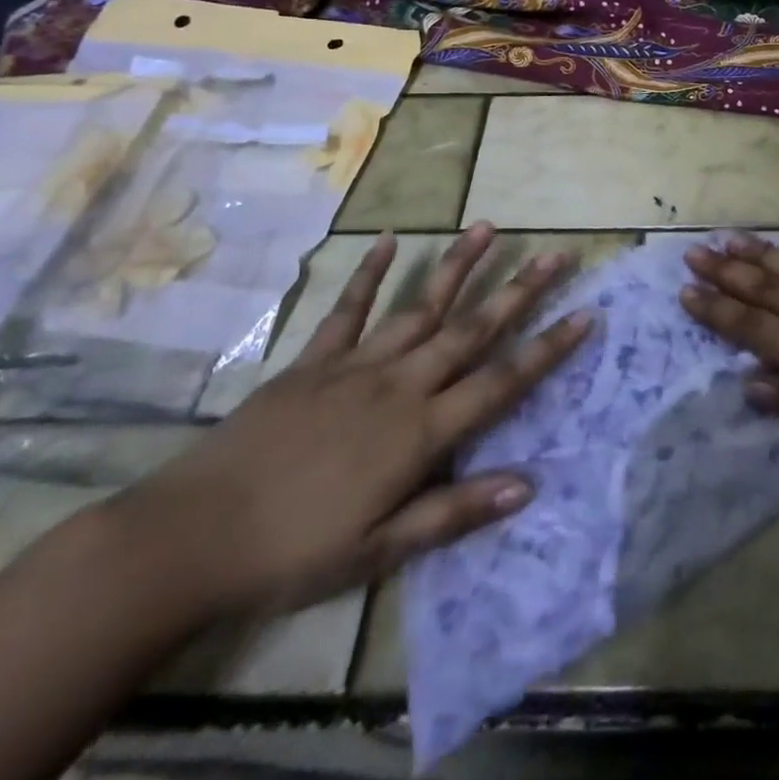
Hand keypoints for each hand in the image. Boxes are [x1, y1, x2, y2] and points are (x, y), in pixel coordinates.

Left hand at [113, 223, 592, 616]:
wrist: (192, 537)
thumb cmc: (294, 551)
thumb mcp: (381, 549)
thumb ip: (455, 511)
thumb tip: (528, 484)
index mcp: (421, 431)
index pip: (501, 382)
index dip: (548, 349)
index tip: (586, 314)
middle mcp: (400, 385)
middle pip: (471, 330)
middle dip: (520, 291)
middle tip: (556, 255)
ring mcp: (356, 365)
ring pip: (420, 306)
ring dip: (459, 266)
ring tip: (488, 228)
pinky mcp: (314, 360)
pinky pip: (348, 309)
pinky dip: (370, 273)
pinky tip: (391, 240)